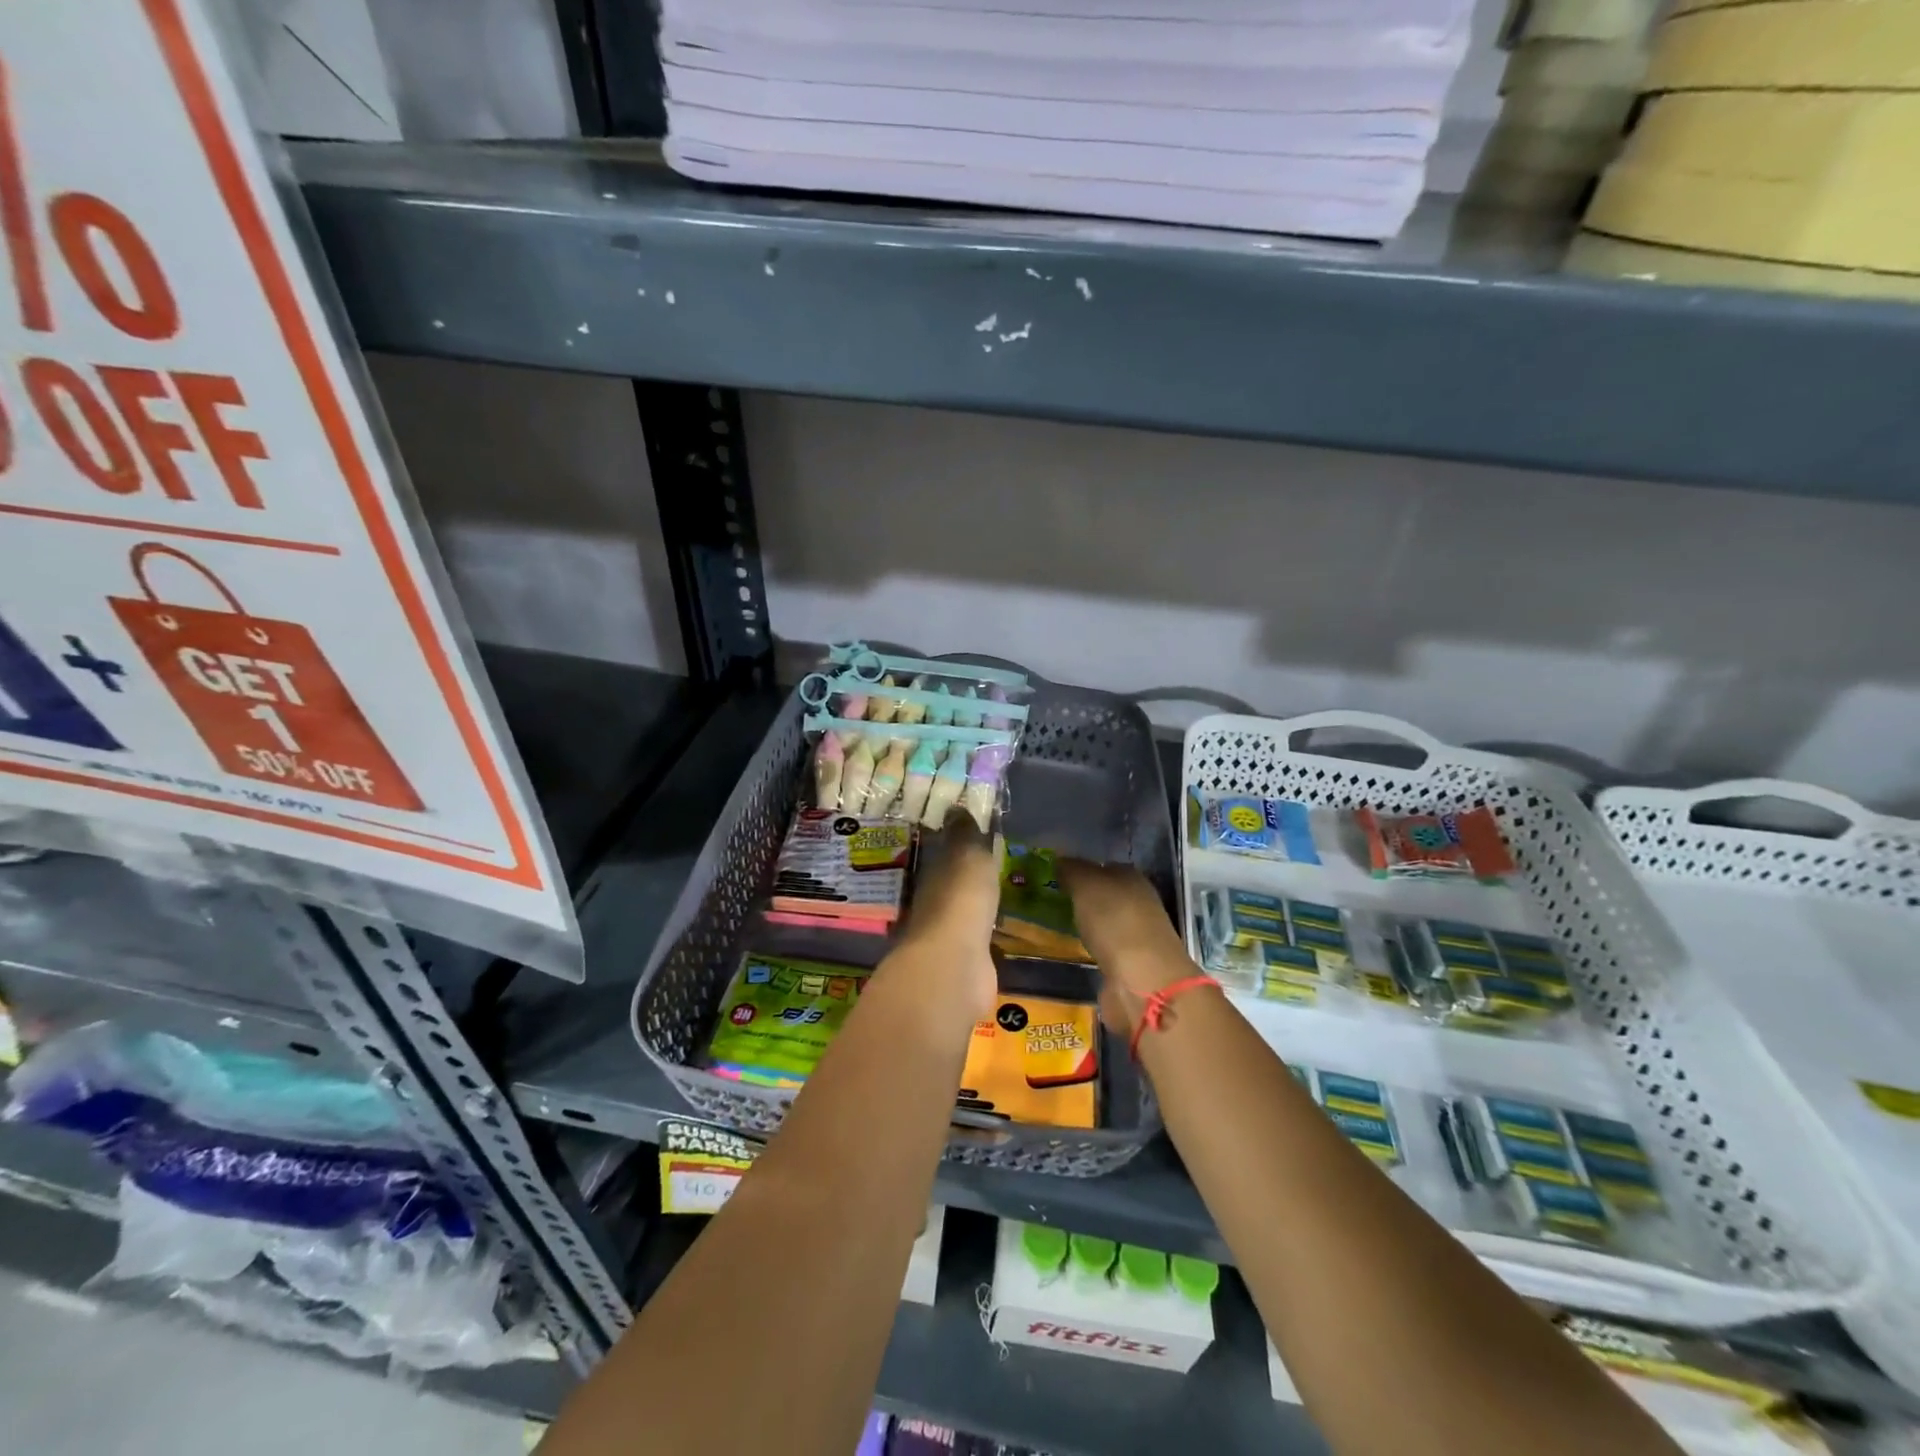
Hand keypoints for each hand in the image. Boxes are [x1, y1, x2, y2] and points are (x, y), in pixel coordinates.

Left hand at [892, 823, 999, 1023]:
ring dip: (977, 903)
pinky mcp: (966, 962)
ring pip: (964, 911)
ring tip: (1003, 892)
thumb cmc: (961, 901)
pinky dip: (988, 931)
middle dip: (968, 873)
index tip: (976, 830)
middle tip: (996, 860)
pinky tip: (1003, 928)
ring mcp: (948, 935)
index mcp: (933, 873)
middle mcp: (934, 902)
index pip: (944, 851)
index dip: (958, 840)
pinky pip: (979, 938)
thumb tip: (956, 805)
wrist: (956, 967)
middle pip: (952, 882)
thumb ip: (965, 833)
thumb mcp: (967, 855)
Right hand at [1057, 860, 1189, 1001]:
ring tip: (1056, 925)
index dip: (1080, 870)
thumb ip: (1072, 870)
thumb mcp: (1087, 885)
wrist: (1143, 981)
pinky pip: (1103, 948)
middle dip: (1081, 898)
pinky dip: (1090, 948)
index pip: (1103, 866)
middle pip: (1105, 895)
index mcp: (1132, 878)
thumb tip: (1060, 860)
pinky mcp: (1130, 964)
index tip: (1054, 877)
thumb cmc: (1115, 921)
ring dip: (1085, 924)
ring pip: (1104, 922)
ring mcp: (1136, 935)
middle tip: (1049, 901)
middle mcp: (1138, 903)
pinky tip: (1073, 949)